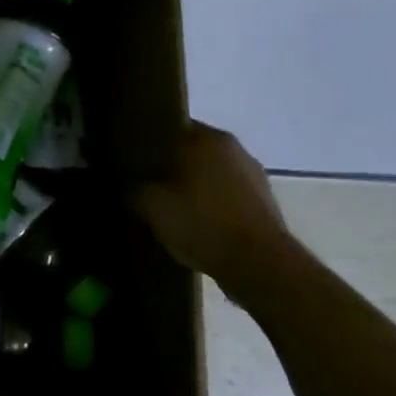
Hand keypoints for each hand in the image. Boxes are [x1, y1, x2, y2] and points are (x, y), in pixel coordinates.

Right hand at [130, 122, 289, 297]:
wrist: (262, 269)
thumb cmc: (203, 223)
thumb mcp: (151, 206)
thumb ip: (134, 190)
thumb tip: (128, 188)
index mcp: (207, 137)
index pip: (170, 127)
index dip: (150, 143)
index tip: (134, 160)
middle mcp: (234, 149)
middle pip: (194, 152)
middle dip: (173, 167)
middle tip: (149, 185)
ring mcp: (256, 177)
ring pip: (214, 176)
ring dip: (197, 189)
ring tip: (173, 210)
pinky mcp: (267, 207)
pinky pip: (230, 199)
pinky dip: (215, 209)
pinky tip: (199, 228)